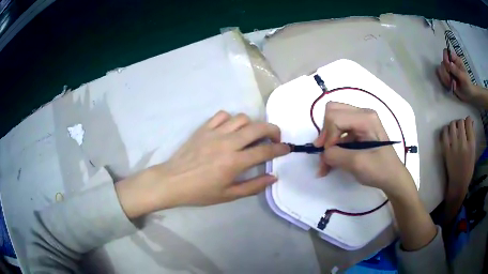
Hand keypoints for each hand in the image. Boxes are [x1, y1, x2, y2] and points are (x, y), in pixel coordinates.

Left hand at [116, 111, 289, 217]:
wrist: (172, 181)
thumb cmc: (200, 192)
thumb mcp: (228, 195)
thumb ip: (253, 186)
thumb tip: (273, 177)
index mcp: (235, 162)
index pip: (265, 150)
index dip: (280, 148)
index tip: (287, 148)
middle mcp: (227, 143)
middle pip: (258, 127)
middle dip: (273, 130)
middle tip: (275, 138)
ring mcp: (214, 133)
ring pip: (241, 118)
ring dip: (251, 124)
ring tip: (250, 135)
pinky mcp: (203, 128)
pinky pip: (222, 115)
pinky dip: (230, 119)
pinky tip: (229, 129)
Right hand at [313, 102, 413, 195]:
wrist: (392, 177)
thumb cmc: (380, 170)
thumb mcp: (357, 164)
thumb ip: (336, 155)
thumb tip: (323, 153)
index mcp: (366, 118)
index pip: (335, 117)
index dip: (328, 137)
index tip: (329, 156)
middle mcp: (362, 114)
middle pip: (332, 112)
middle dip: (325, 133)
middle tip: (325, 152)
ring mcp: (361, 120)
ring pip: (334, 121)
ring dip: (327, 141)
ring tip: (325, 163)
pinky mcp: (359, 129)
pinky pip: (339, 131)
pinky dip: (333, 145)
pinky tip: (331, 161)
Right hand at [436, 48, 478, 103]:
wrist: (468, 95)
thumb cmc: (467, 85)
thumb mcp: (463, 78)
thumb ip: (456, 70)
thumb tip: (449, 63)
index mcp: (455, 59)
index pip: (446, 52)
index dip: (445, 58)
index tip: (448, 67)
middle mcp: (451, 63)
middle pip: (443, 63)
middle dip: (446, 72)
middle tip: (452, 80)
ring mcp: (448, 70)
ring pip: (441, 70)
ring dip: (446, 78)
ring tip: (452, 84)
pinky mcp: (447, 77)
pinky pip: (441, 77)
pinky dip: (445, 82)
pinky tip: (450, 86)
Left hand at [441, 117, 475, 199]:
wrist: (458, 183)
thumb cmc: (468, 169)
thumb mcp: (473, 152)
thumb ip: (472, 136)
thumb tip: (470, 121)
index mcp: (471, 145)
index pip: (468, 123)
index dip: (468, 120)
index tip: (467, 122)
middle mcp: (462, 144)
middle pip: (460, 122)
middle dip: (461, 122)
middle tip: (461, 126)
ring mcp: (454, 147)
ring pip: (452, 125)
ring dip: (454, 124)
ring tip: (455, 129)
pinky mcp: (446, 151)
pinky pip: (444, 134)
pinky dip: (445, 129)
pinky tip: (448, 132)